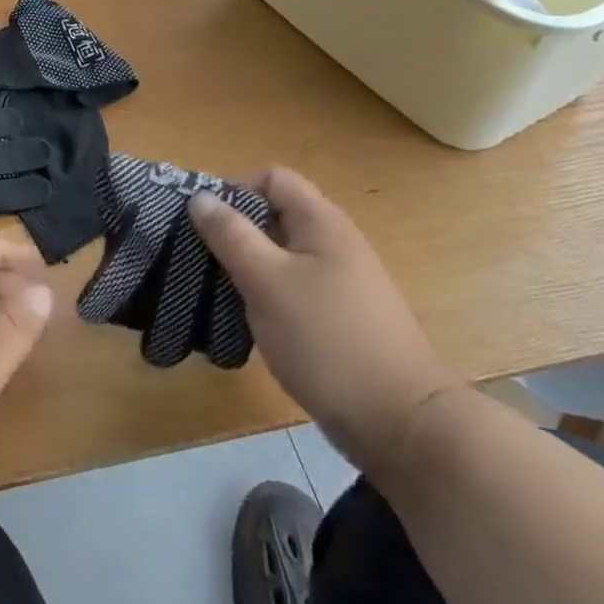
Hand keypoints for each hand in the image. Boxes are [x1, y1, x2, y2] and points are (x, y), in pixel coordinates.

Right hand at [188, 167, 462, 477]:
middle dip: (235, 232)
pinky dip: (266, 296)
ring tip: (218, 292)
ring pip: (280, 255)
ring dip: (247, 267)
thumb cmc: (328, 340)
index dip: (235, 190)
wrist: (402, 425)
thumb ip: (231, 235)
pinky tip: (249, 322)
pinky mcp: (340, 317)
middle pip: (274, 216)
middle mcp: (334, 243)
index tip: (205, 223)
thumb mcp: (267, 282)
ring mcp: (340, 282)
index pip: (272, 178)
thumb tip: (200, 197)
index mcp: (321, 222)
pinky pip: (293, 288)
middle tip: (203, 259)